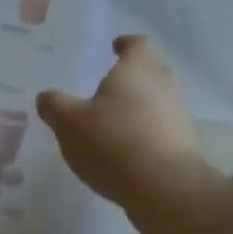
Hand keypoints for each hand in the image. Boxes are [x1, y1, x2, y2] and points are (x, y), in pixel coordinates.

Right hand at [38, 36, 232, 233]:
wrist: (165, 189)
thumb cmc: (113, 142)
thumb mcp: (69, 123)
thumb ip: (55, 106)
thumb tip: (46, 97)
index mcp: (137, 69)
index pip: (137, 44)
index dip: (126, 44)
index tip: (115, 48)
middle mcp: (164, 86)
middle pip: (153, 71)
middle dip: (135, 77)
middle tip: (112, 88)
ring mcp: (179, 117)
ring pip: (160, 103)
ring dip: (142, 109)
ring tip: (117, 124)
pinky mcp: (186, 148)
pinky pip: (165, 132)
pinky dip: (149, 136)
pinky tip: (130, 154)